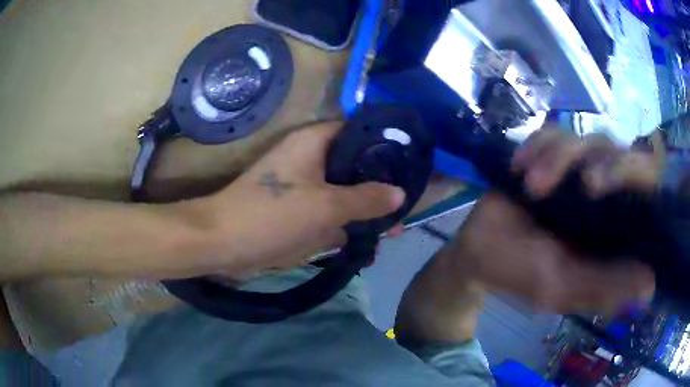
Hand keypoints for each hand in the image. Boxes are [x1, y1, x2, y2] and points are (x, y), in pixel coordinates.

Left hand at [195, 122, 404, 275]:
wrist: (224, 243)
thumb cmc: (272, 215)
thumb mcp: (325, 206)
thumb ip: (366, 198)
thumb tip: (400, 193)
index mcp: (313, 142)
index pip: (357, 132)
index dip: (384, 145)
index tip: (408, 164)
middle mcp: (309, 158)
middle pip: (353, 166)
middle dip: (378, 188)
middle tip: (404, 207)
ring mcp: (303, 186)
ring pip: (343, 192)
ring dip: (364, 211)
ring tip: (393, 230)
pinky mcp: (298, 210)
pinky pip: (329, 213)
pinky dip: (345, 227)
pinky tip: (366, 246)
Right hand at [447, 129, 656, 313]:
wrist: (478, 250)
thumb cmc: (520, 274)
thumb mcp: (562, 289)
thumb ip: (603, 288)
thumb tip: (649, 289)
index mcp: (614, 228)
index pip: (646, 186)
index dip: (641, 175)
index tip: (620, 187)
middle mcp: (605, 193)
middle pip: (622, 151)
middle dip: (605, 163)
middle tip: (585, 184)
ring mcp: (579, 168)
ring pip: (586, 139)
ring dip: (559, 158)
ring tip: (530, 185)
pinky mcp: (552, 153)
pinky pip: (552, 132)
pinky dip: (537, 147)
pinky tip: (519, 169)